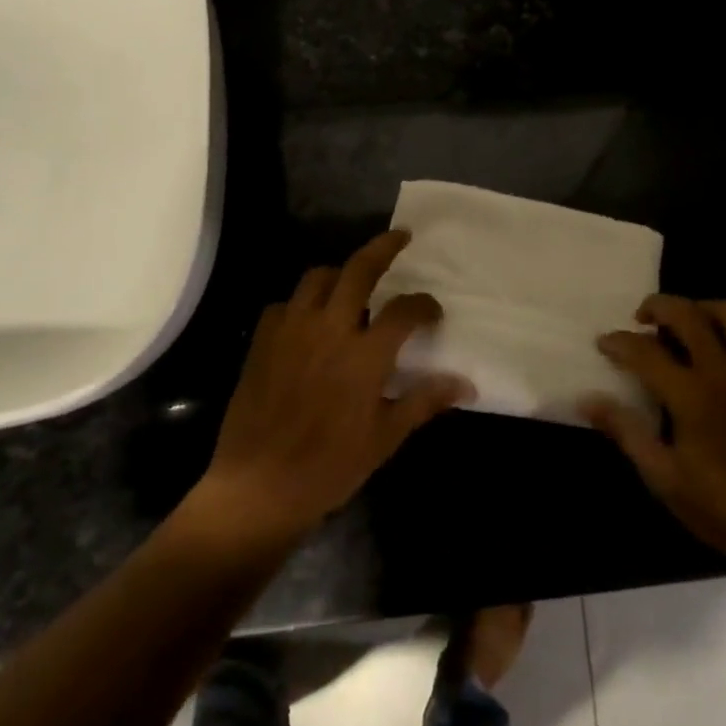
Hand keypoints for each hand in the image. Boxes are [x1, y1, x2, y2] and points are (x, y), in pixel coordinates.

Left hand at [199, 231, 472, 541]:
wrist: (258, 487)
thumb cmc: (329, 466)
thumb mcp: (385, 437)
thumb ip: (424, 400)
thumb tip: (467, 384)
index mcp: (365, 354)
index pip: (404, 310)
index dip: (424, 305)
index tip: (433, 311)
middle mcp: (330, 329)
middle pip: (359, 270)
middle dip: (383, 247)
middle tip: (400, 237)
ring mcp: (292, 331)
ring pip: (317, 278)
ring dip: (339, 273)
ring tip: (351, 283)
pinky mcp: (262, 342)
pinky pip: (283, 305)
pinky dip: (301, 304)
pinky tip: (308, 322)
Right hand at [580, 296, 725, 575]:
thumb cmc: (717, 506)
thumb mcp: (661, 476)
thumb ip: (625, 430)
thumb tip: (587, 399)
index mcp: (691, 395)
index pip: (645, 351)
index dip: (619, 342)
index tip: (603, 343)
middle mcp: (725, 372)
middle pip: (689, 314)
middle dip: (658, 306)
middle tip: (642, 316)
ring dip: (705, 308)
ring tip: (690, 321)